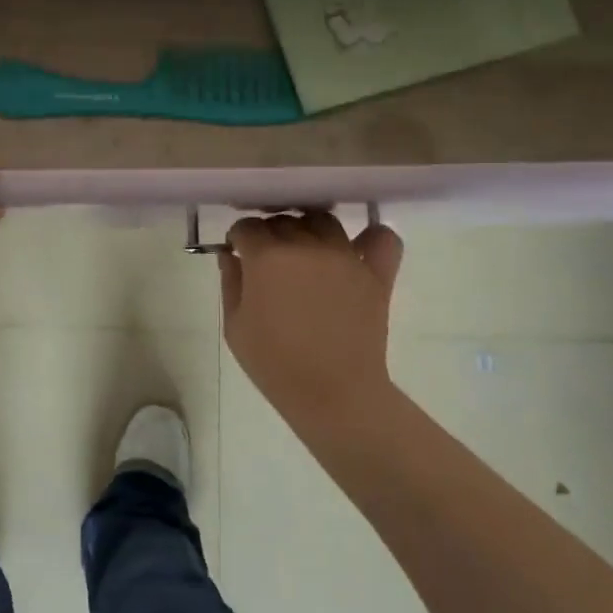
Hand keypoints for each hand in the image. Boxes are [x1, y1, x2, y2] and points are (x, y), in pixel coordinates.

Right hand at [220, 211, 404, 436]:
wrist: (332, 393)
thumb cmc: (274, 363)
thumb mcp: (235, 326)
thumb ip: (231, 282)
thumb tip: (231, 254)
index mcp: (266, 257)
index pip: (247, 227)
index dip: (239, 238)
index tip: (238, 253)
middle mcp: (306, 246)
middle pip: (284, 220)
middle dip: (270, 233)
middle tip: (268, 258)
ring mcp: (345, 256)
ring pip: (324, 220)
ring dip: (309, 228)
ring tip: (306, 251)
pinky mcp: (376, 273)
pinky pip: (382, 238)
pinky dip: (371, 237)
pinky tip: (356, 249)